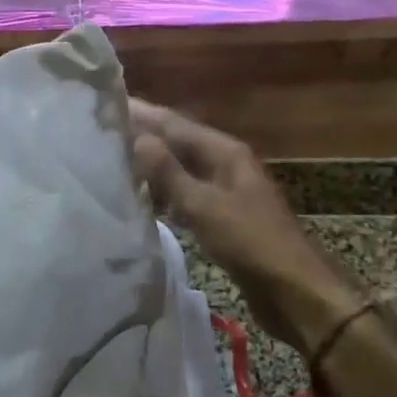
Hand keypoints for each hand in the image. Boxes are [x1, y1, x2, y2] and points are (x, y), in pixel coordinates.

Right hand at [130, 99, 364, 355]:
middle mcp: (225, 163)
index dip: (141, 113)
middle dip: (142, 136)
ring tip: (113, 164)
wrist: (296, 293)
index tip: (106, 104)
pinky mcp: (223, 217)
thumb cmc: (252, 244)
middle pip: (177, 142)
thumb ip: (169, 173)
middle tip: (100, 133)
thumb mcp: (205, 206)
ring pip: (180, 169)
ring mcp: (225, 190)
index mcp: (224, 152)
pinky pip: (186, 195)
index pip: (174, 123)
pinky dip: (164, 194)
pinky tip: (143, 201)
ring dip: (151, 166)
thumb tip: (137, 138)